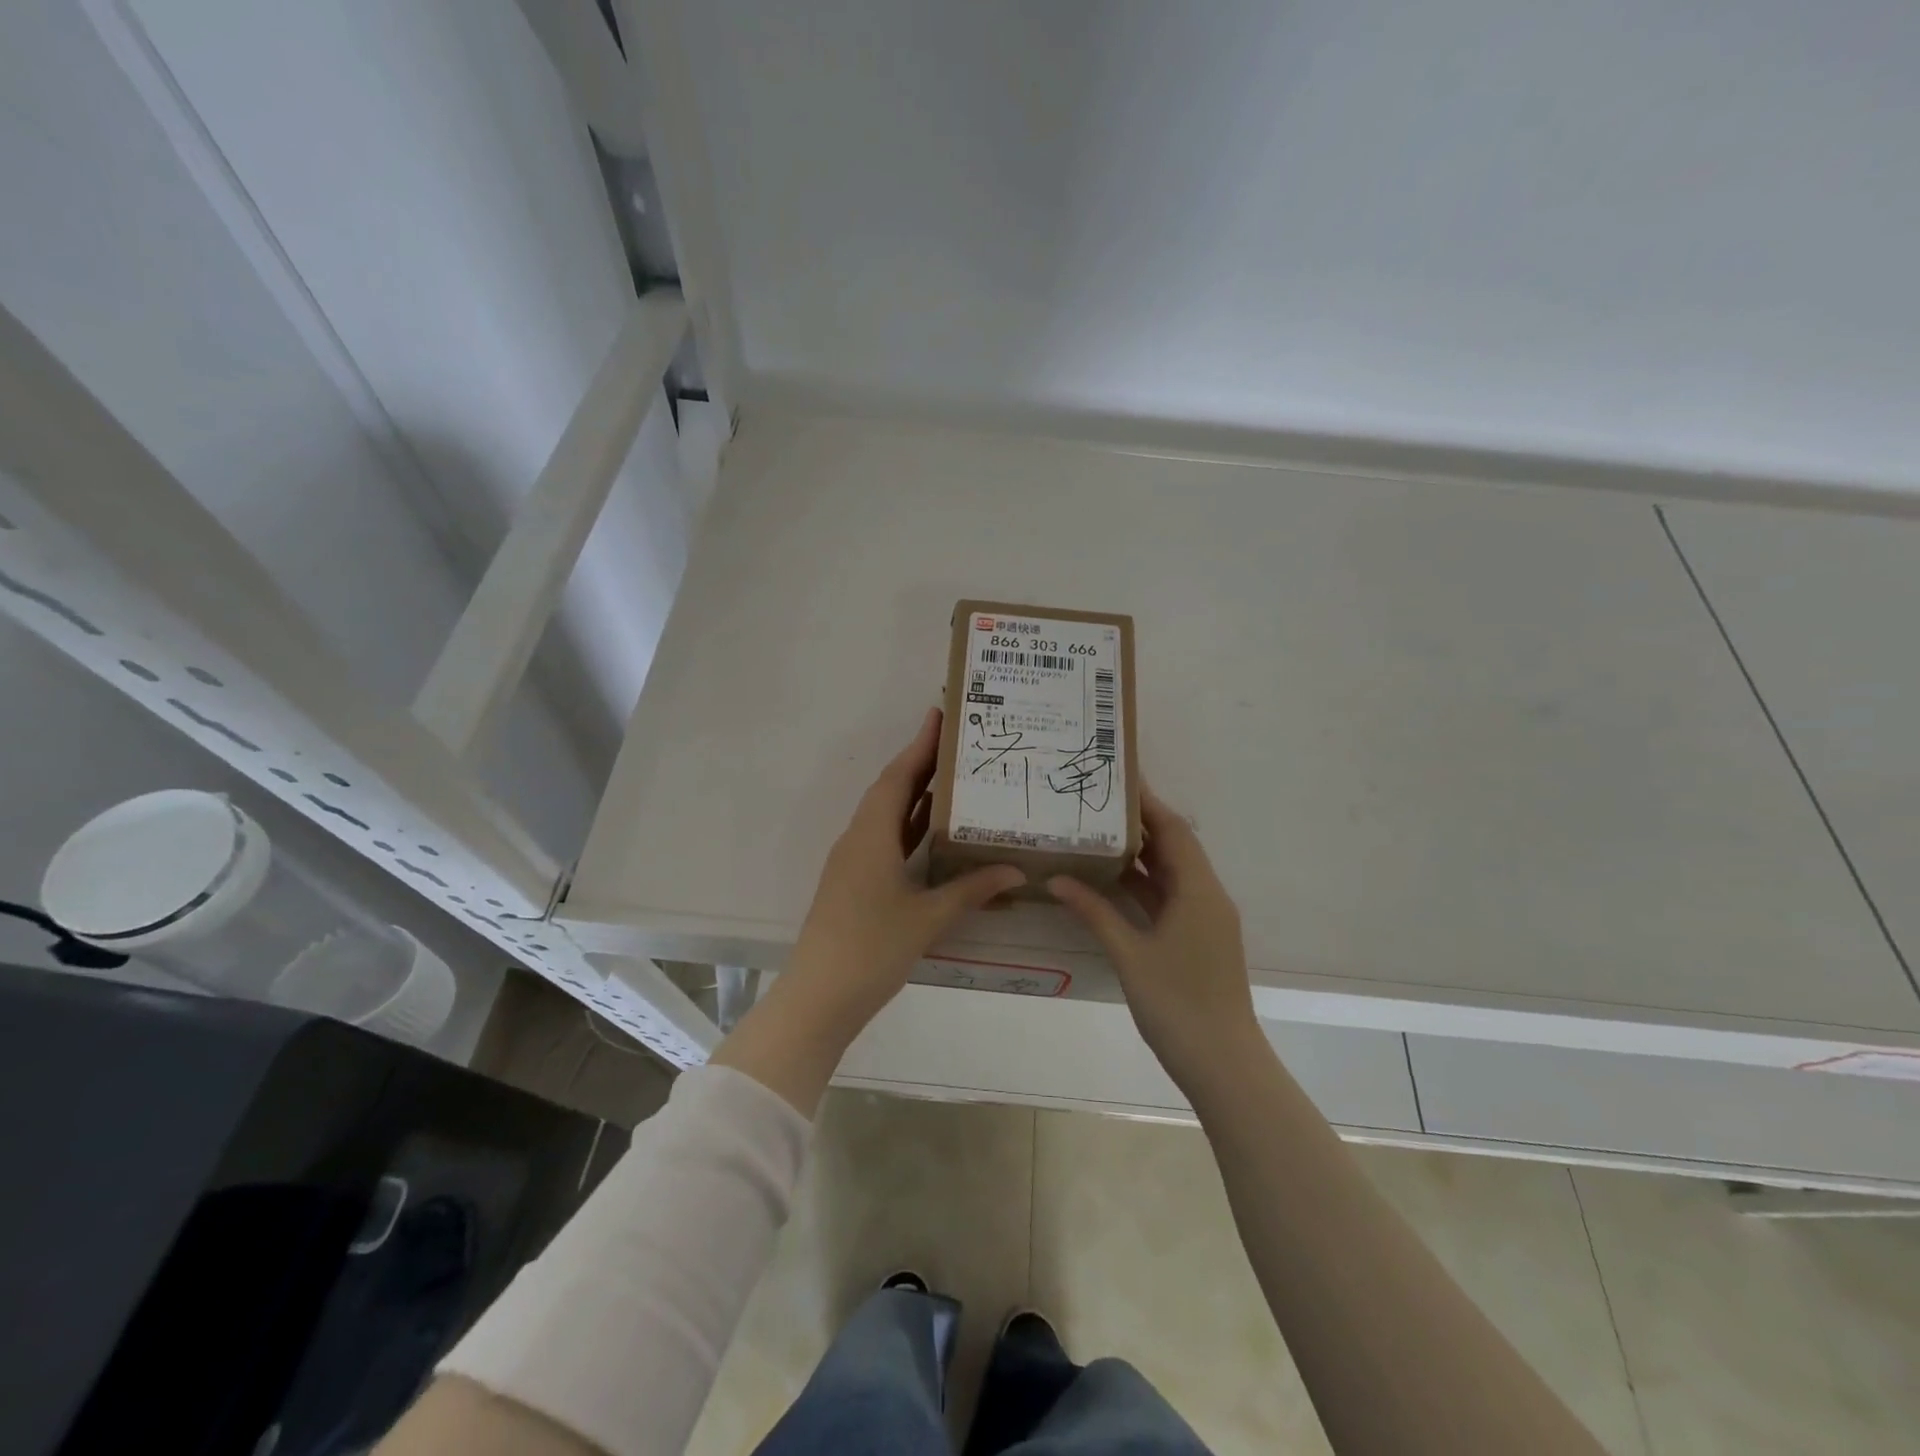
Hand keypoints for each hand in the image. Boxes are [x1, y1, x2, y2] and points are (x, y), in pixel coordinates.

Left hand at [788, 707, 1025, 1024]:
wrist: (819, 996)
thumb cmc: (872, 948)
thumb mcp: (928, 918)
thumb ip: (971, 890)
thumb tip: (1014, 870)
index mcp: (871, 835)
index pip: (899, 777)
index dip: (920, 745)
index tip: (940, 715)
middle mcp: (858, 838)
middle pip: (891, 789)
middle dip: (920, 763)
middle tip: (956, 743)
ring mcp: (852, 861)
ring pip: (886, 814)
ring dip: (914, 794)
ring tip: (951, 777)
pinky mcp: (853, 882)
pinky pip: (883, 838)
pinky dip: (908, 825)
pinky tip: (931, 830)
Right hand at [1048, 785, 1260, 1089]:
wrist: (1223, 1063)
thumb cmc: (1177, 1004)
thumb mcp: (1129, 954)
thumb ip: (1094, 912)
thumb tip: (1057, 879)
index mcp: (1199, 891)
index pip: (1173, 831)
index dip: (1148, 803)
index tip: (1119, 778)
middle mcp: (1208, 896)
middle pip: (1175, 847)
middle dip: (1141, 824)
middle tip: (1100, 803)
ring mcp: (1206, 919)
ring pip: (1173, 874)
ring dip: (1142, 855)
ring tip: (1099, 832)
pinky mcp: (1200, 939)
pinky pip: (1171, 897)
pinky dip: (1145, 884)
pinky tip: (1113, 881)